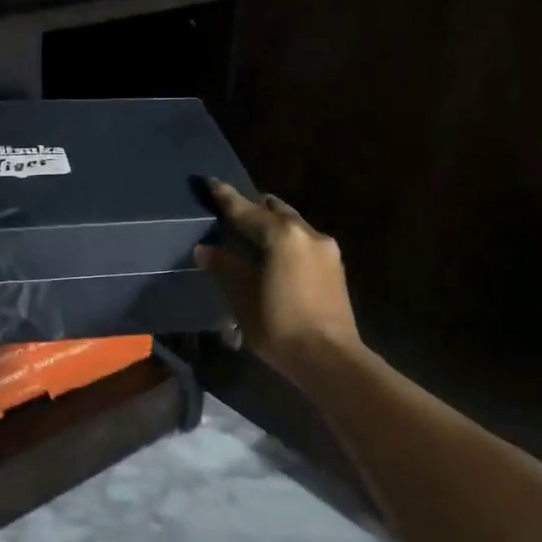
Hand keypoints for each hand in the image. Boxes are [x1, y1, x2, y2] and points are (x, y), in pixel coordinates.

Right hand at [196, 179, 360, 382]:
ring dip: (272, 226)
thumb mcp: (243, 298)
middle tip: (232, 214)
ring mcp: (326, 250)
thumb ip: (225, 268)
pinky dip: (286, 241)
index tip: (211, 182)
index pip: (246, 210)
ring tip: (252, 237)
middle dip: (254, 208)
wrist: (330, 359)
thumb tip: (205, 249)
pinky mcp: (335, 268)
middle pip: (275, 210)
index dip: (226, 197)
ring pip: (293, 225)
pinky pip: (304, 242)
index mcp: (282, 235)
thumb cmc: (280, 326)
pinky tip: (275, 258)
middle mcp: (308, 233)